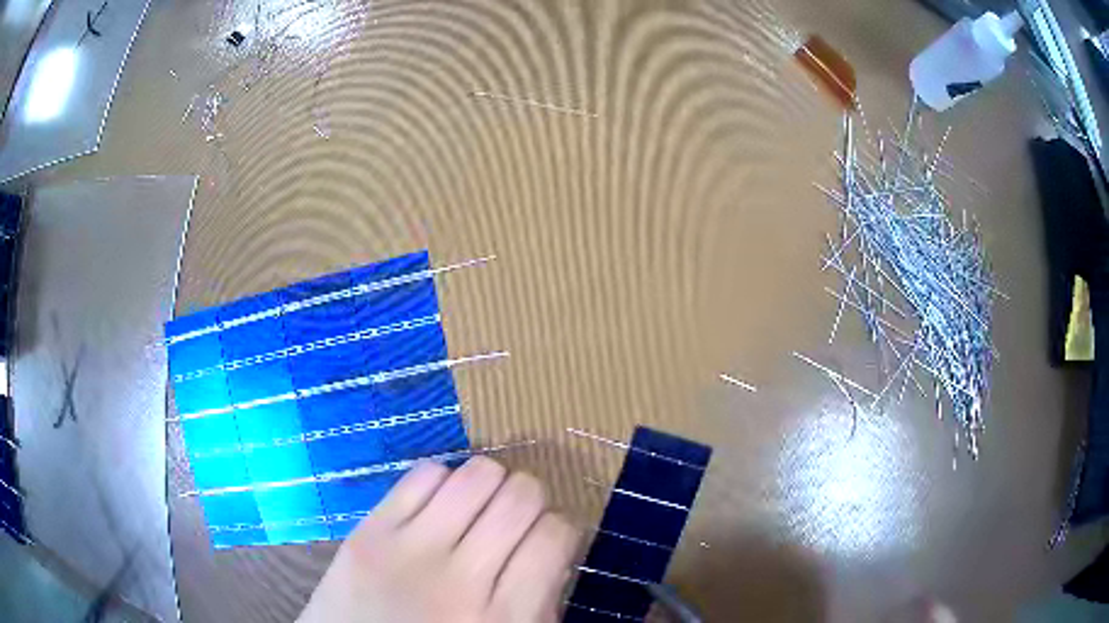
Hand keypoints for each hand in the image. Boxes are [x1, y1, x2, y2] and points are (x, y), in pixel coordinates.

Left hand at [298, 457, 579, 622]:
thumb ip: (538, 601)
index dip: (558, 529)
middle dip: (528, 500)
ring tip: (476, 508)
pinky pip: (424, 473)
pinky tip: (436, 507)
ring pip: (476, 474)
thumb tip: (552, 545)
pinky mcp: (369, 532)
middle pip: (521, 496)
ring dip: (489, 484)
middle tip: (511, 521)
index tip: (544, 539)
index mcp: (505, 618)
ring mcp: (409, 551)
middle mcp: (461, 580)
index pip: (555, 535)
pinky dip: (441, 480)